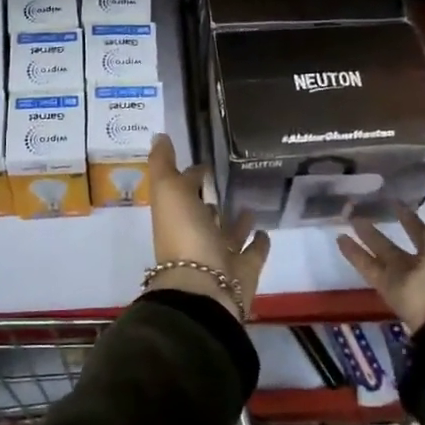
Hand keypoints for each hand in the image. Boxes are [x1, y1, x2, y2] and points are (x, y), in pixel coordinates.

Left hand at [146, 134, 268, 319]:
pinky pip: (252, 253)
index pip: (181, 191)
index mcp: (175, 217)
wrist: (205, 289)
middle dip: (211, 200)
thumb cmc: (185, 234)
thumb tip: (159, 135)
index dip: (188, 176)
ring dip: (236, 221)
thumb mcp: (168, 190)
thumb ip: (163, 163)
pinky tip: (265, 230)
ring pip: (228, 234)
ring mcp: (219, 256)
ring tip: (250, 203)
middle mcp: (195, 236)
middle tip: (228, 181)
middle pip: (204, 215)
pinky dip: (258, 243)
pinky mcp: (244, 272)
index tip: (203, 162)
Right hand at [336, 159, 424, 331]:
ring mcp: (412, 272)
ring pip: (387, 248)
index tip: (415, 180)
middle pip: (415, 233)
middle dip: (400, 216)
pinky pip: (369, 266)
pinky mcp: (390, 285)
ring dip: (371, 233)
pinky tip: (339, 237)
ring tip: (352, 213)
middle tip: (379, 196)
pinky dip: (354, 254)